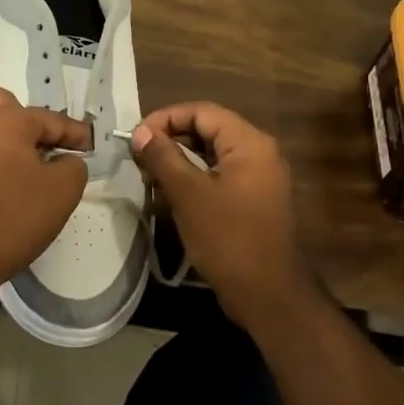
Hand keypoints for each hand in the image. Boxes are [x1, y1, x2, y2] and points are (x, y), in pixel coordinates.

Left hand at [0, 87, 91, 299]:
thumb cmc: (15, 216)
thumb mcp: (64, 191)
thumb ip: (73, 166)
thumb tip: (65, 160)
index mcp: (6, 121)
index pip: (49, 118)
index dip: (74, 132)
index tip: (90, 146)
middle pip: (2, 107)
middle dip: (26, 120)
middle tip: (44, 147)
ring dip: (0, 144)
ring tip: (20, 169)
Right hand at [129, 102, 316, 328]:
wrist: (267, 293)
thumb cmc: (227, 238)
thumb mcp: (188, 194)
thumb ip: (163, 157)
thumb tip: (140, 132)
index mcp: (249, 143)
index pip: (201, 111)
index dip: (165, 118)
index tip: (136, 138)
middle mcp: (258, 152)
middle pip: (208, 128)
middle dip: (170, 138)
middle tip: (139, 156)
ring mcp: (258, 176)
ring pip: (212, 152)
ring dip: (179, 158)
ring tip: (149, 173)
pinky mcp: (253, 198)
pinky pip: (219, 173)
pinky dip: (194, 175)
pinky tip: (170, 191)